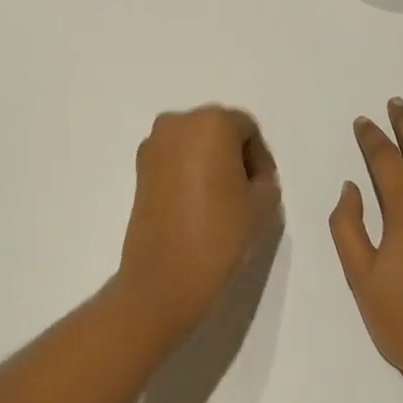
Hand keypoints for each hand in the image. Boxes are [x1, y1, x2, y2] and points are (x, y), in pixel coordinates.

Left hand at [116, 106, 281, 342]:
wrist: (164, 279)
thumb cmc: (219, 234)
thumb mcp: (263, 204)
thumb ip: (264, 178)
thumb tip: (250, 176)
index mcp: (211, 122)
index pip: (247, 129)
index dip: (260, 159)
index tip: (263, 189)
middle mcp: (178, 123)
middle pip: (218, 131)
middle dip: (234, 156)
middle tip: (245, 192)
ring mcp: (153, 145)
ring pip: (194, 144)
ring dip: (209, 163)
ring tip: (221, 201)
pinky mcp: (138, 169)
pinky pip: (174, 160)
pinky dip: (187, 173)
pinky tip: (197, 205)